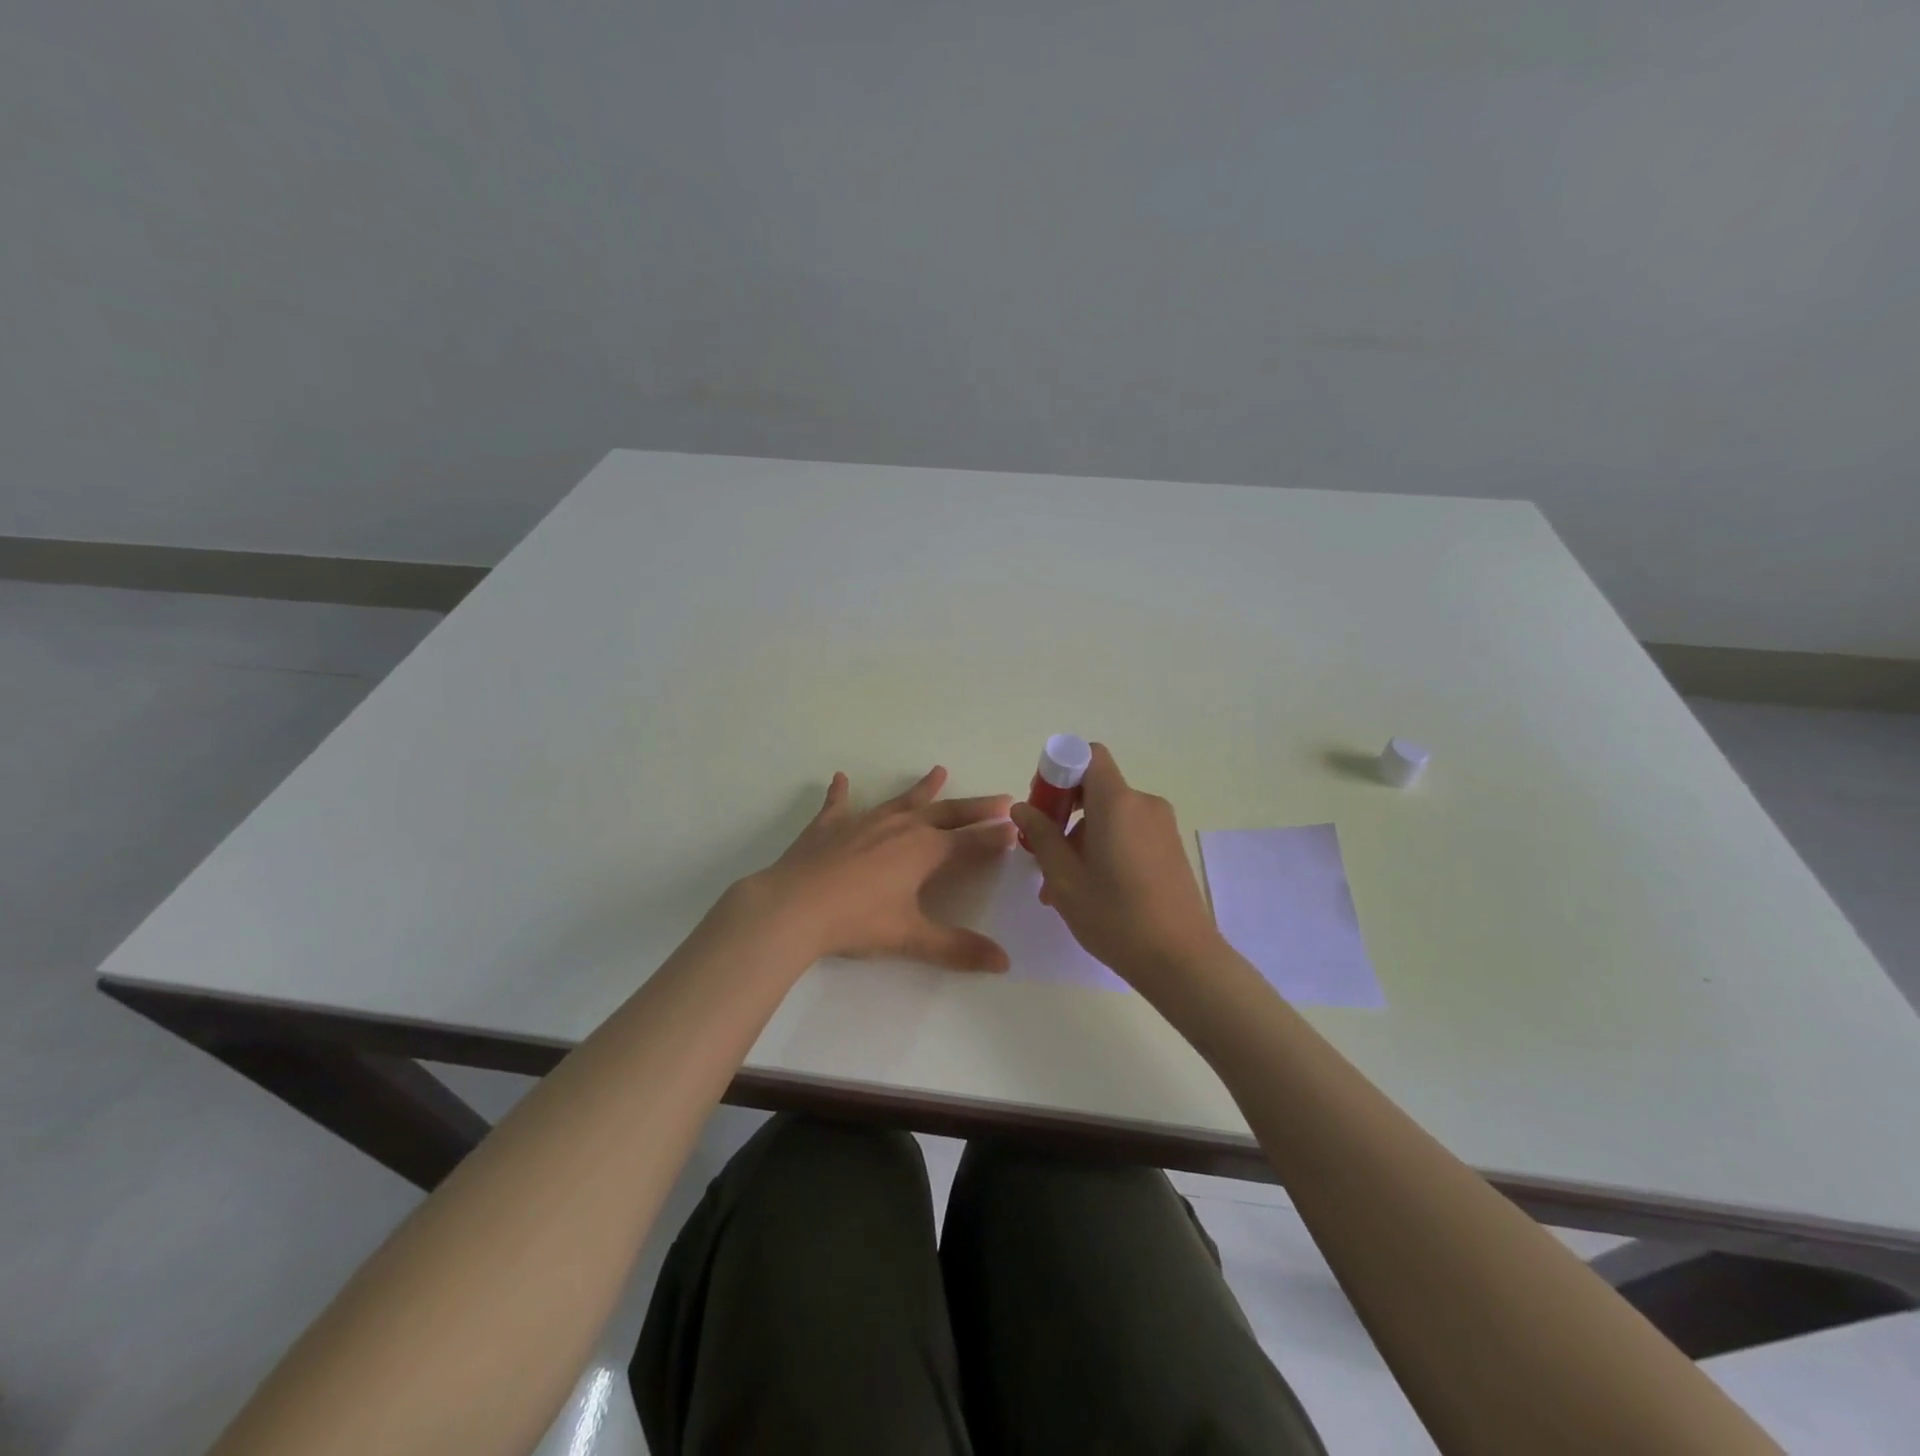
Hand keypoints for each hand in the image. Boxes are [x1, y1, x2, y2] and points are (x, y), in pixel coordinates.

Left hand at [749, 766, 1016, 970]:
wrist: (793, 906)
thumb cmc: (857, 921)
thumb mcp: (910, 938)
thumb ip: (957, 948)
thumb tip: (1004, 963)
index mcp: (923, 851)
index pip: (970, 842)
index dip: (995, 838)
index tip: (1017, 828)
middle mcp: (900, 828)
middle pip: (946, 813)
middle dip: (975, 808)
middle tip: (1001, 799)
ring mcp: (863, 822)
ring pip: (901, 801)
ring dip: (922, 788)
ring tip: (939, 771)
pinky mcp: (829, 826)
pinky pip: (839, 804)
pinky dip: (842, 792)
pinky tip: (841, 778)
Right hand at [1009, 743, 1222, 985]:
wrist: (1181, 960)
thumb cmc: (1115, 916)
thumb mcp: (1064, 878)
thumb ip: (1041, 836)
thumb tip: (1022, 808)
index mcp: (1117, 802)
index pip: (1088, 754)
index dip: (1059, 769)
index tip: (1042, 805)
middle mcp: (1143, 804)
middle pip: (1095, 789)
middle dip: (1063, 812)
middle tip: (1042, 851)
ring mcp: (1162, 826)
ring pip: (1109, 816)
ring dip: (1080, 839)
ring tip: (1059, 887)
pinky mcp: (1170, 848)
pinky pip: (1128, 833)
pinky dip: (1104, 848)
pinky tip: (1090, 890)